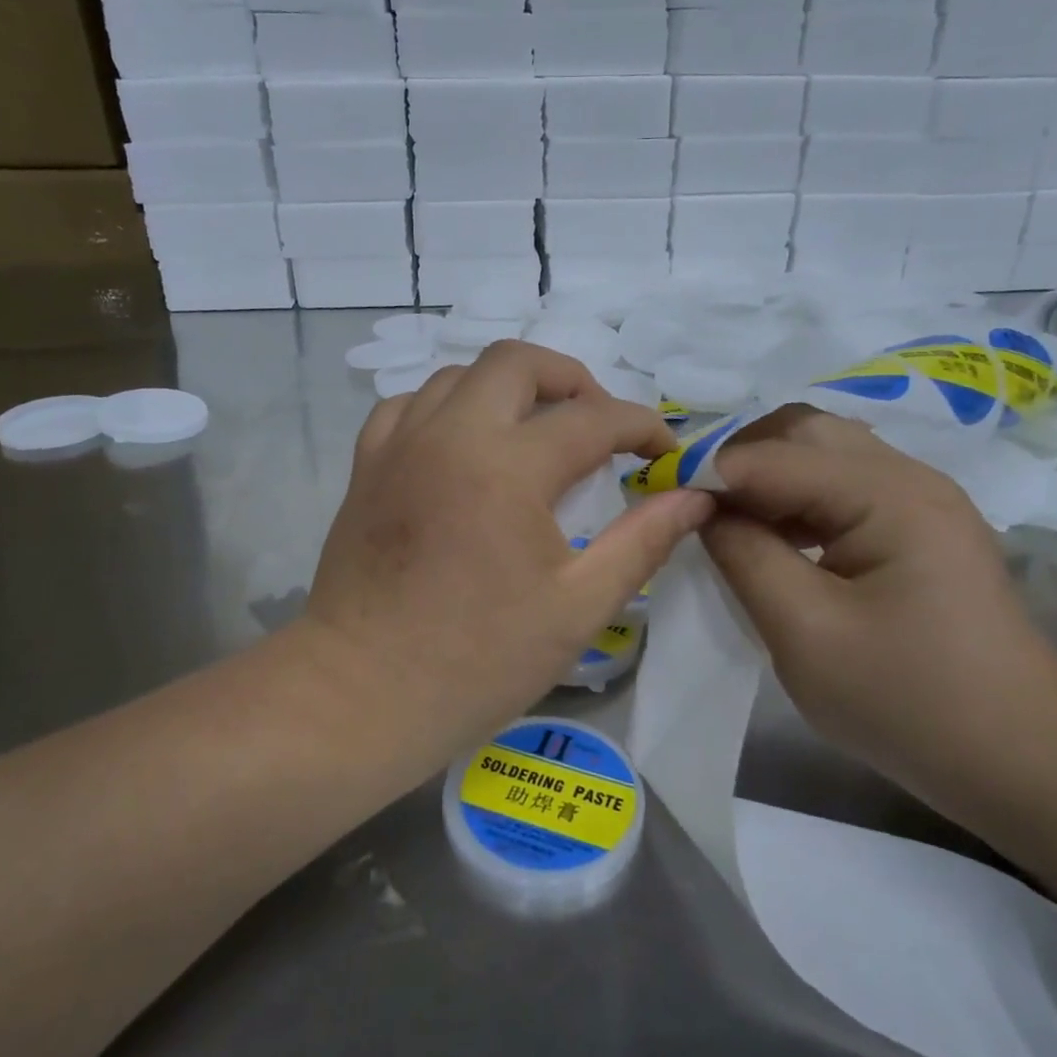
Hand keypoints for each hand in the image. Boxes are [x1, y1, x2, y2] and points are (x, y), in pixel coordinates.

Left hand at [304, 341, 713, 746]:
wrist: (363, 693)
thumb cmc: (477, 660)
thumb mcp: (578, 607)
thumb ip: (643, 542)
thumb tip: (694, 497)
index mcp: (507, 466)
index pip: (593, 419)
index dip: (642, 427)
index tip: (665, 452)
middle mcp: (450, 434)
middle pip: (517, 363)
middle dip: (571, 381)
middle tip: (597, 426)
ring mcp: (400, 445)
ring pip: (459, 375)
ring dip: (507, 389)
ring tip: (533, 433)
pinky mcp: (366, 467)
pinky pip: (408, 406)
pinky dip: (446, 409)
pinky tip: (462, 446)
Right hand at [700, 407, 1056, 773]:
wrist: (1016, 755)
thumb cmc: (907, 701)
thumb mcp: (804, 632)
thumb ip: (745, 556)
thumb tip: (704, 509)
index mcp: (889, 496)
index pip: (776, 455)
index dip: (712, 473)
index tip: (663, 504)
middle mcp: (909, 478)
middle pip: (804, 431)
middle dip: (741, 460)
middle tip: (697, 507)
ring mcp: (919, 499)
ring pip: (823, 454)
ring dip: (769, 477)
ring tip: (729, 523)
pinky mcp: (918, 526)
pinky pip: (842, 486)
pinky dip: (797, 499)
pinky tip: (776, 539)